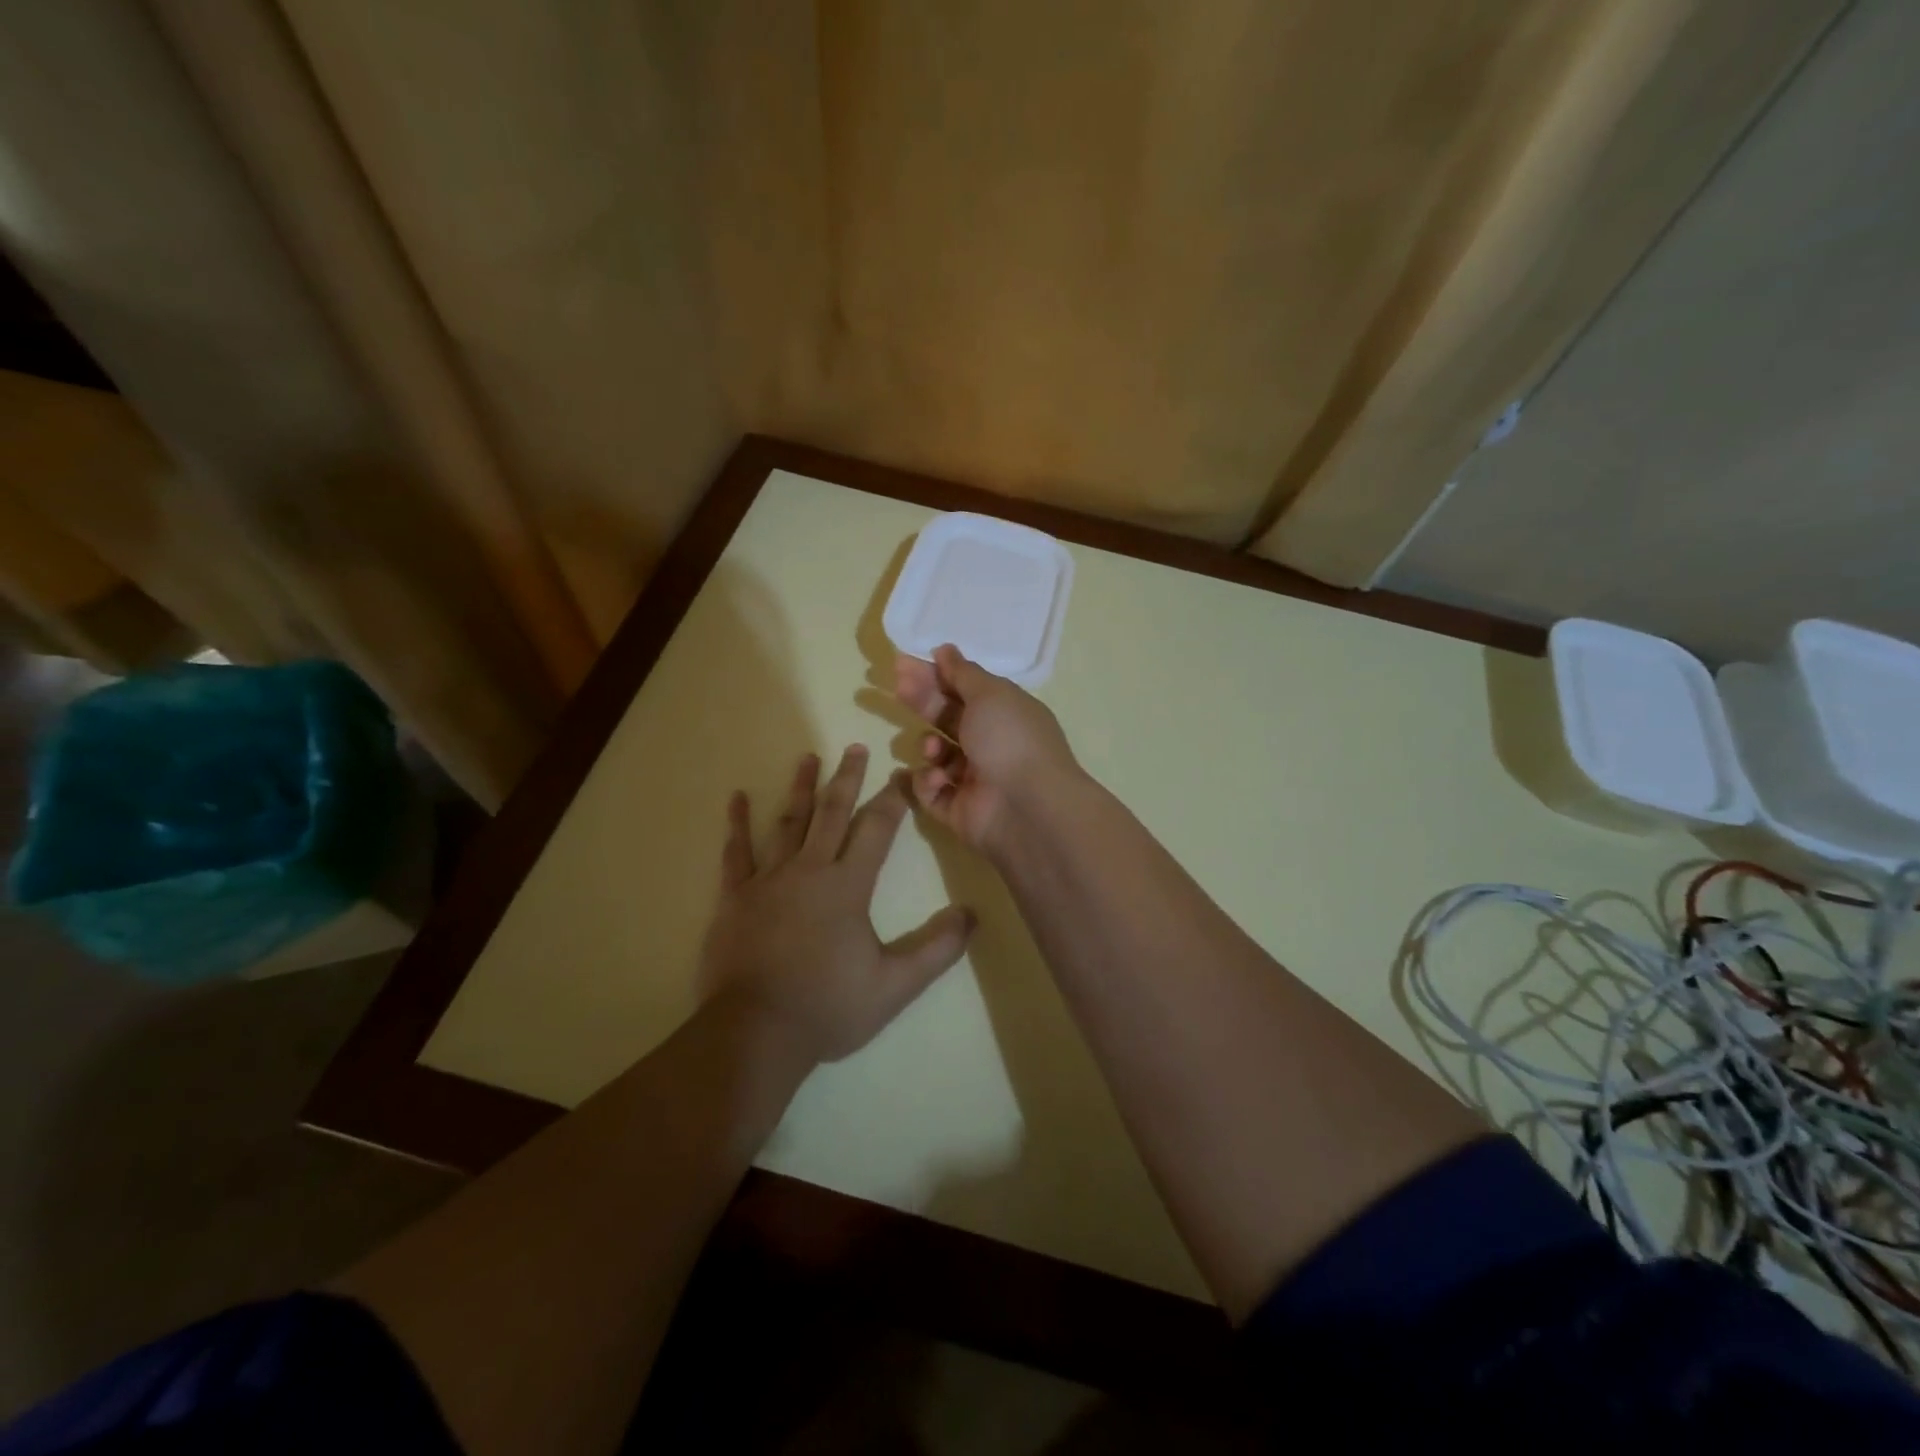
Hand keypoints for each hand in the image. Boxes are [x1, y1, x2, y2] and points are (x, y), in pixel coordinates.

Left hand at [700, 745, 973, 1063]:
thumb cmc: (828, 1007)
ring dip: (800, 788)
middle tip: (856, 747)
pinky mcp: (735, 897)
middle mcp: (809, 870)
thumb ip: (936, 949)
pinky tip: (736, 798)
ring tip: (808, 756)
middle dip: (848, 778)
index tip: (903, 773)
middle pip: (832, 813)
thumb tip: (971, 915)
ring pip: (788, 822)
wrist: (755, 1033)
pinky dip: (737, 824)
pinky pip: (736, 853)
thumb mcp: (895, 985)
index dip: (893, 799)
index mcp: (848, 886)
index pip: (877, 830)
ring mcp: (768, 880)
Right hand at [893, 644, 1081, 851]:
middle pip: (947, 718)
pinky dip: (928, 783)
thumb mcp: (989, 693)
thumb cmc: (1010, 739)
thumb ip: (963, 672)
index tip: (904, 664)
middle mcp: (990, 744)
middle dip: (923, 702)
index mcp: (1004, 714)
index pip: (964, 690)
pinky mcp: (957, 810)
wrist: (1026, 807)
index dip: (936, 676)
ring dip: (929, 746)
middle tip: (899, 688)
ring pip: (936, 755)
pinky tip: (937, 778)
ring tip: (934, 749)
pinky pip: (931, 791)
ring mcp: (974, 779)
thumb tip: (945, 649)